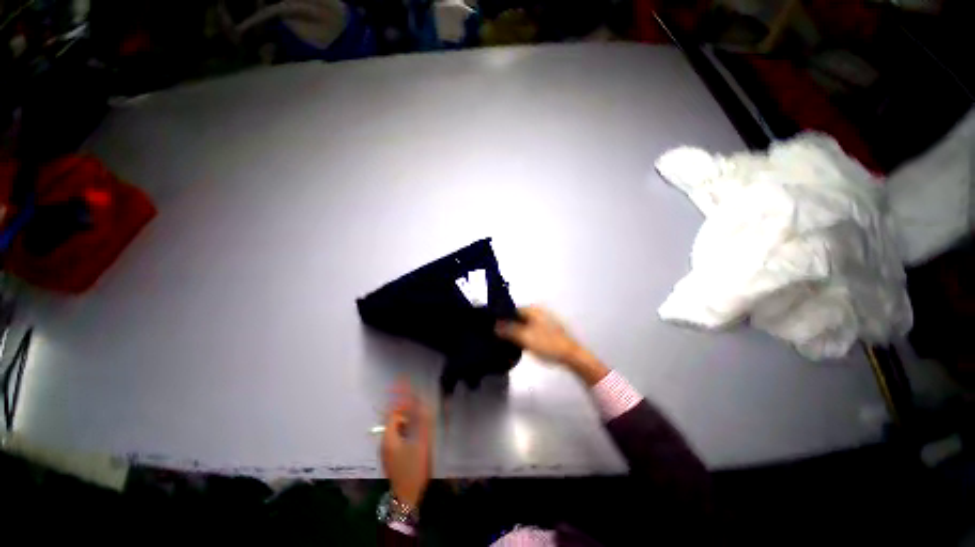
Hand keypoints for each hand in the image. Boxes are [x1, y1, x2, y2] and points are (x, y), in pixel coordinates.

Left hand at [380, 382, 432, 507]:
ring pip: (396, 429)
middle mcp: (385, 442)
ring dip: (406, 420)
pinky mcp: (391, 457)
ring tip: (419, 418)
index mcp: (389, 437)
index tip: (408, 389)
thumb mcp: (421, 444)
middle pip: (394, 420)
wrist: (406, 497)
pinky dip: (406, 430)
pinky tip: (416, 434)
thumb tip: (424, 405)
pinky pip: (397, 437)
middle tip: (418, 404)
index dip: (402, 401)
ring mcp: (387, 451)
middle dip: (405, 409)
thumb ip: (422, 423)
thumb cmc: (413, 469)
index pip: (394, 413)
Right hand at [495, 306, 608, 384]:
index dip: (502, 318)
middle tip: (499, 337)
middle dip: (509, 325)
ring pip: (525, 324)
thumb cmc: (547, 344)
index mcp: (533, 309)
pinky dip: (526, 335)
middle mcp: (539, 311)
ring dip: (517, 331)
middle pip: (519, 317)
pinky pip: (532, 329)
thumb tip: (495, 325)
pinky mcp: (549, 330)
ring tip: (508, 342)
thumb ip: (508, 330)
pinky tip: (522, 344)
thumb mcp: (524, 337)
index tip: (493, 328)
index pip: (512, 309)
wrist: (572, 356)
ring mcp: (545, 320)